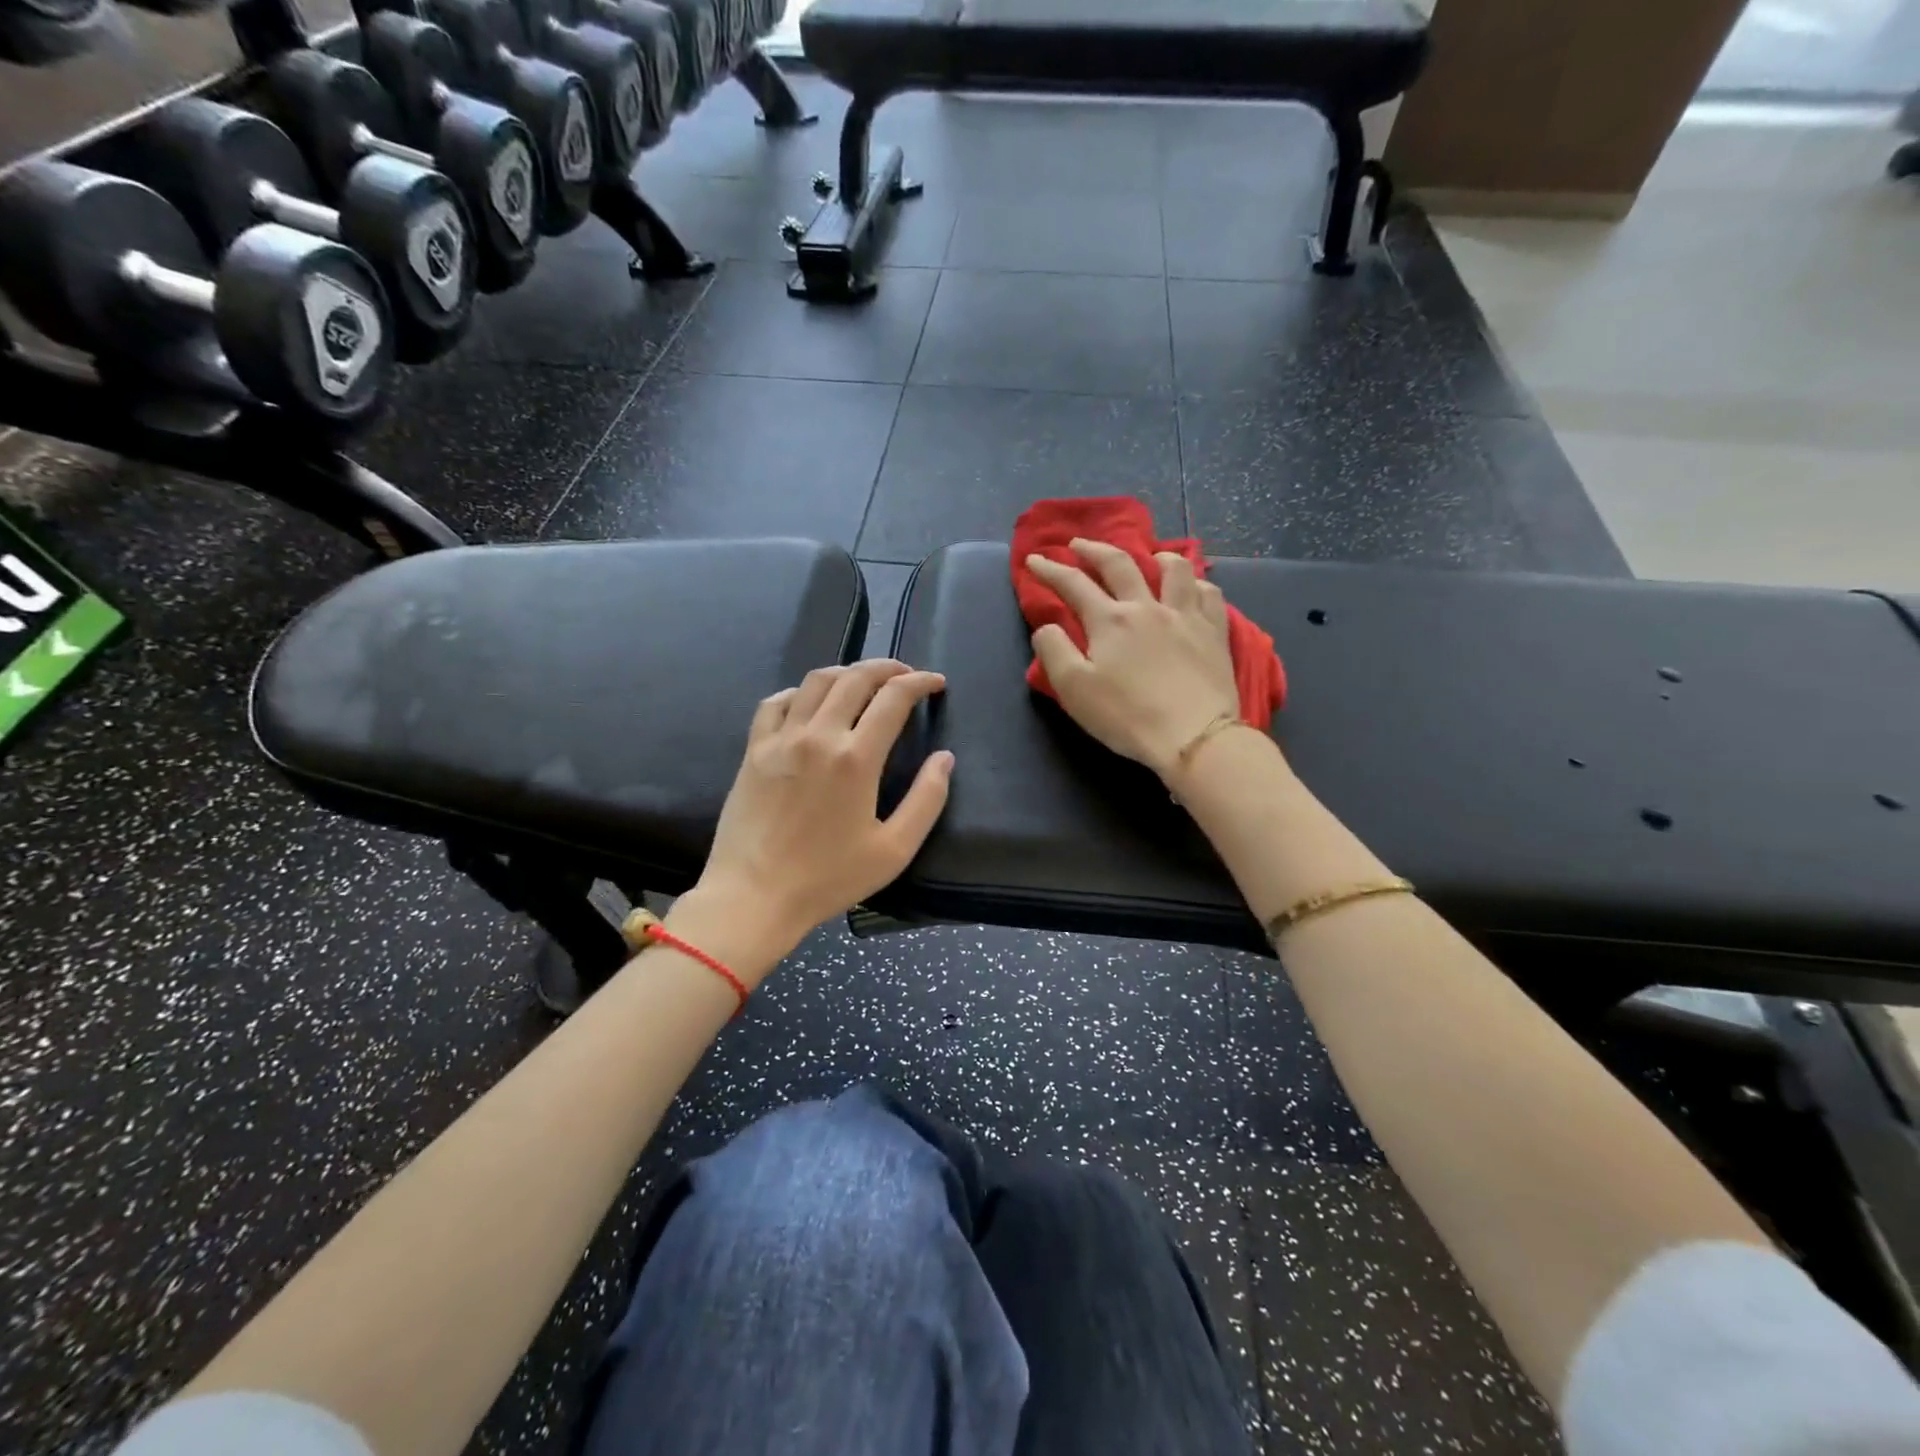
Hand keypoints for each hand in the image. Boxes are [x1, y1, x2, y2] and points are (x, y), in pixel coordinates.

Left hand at [685, 659, 954, 978]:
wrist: (754, 897)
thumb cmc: (828, 878)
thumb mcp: (894, 850)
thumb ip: (927, 800)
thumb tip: (944, 758)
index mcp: (856, 758)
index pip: (894, 698)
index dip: (920, 683)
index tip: (935, 683)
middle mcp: (818, 736)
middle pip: (855, 678)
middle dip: (887, 668)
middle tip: (905, 675)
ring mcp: (780, 740)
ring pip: (816, 681)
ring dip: (846, 673)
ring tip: (863, 682)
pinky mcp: (753, 751)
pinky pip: (776, 703)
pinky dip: (800, 692)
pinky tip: (811, 703)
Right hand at [1028, 539, 1240, 780]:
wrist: (1195, 736)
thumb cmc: (1127, 716)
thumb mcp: (1074, 689)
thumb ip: (1054, 651)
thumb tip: (1047, 627)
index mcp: (1110, 621)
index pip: (1073, 584)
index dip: (1050, 570)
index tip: (1034, 560)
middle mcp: (1147, 607)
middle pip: (1119, 565)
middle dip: (1094, 550)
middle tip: (1079, 544)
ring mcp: (1185, 616)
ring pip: (1174, 569)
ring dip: (1156, 557)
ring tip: (1149, 556)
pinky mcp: (1215, 633)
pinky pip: (1209, 594)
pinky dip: (1197, 584)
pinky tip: (1193, 589)